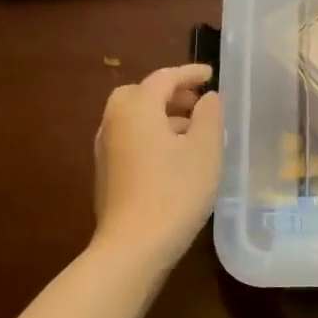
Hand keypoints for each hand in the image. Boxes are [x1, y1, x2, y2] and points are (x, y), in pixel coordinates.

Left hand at [92, 64, 222, 271]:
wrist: (135, 244)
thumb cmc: (176, 191)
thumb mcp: (205, 150)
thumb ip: (209, 116)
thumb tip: (208, 98)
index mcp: (137, 107)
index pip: (164, 77)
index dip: (190, 73)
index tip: (211, 74)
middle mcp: (114, 121)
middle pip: (140, 94)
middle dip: (169, 93)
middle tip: (196, 102)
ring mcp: (106, 148)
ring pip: (134, 118)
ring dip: (161, 115)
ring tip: (192, 129)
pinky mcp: (107, 172)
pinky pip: (131, 138)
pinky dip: (151, 134)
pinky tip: (173, 156)